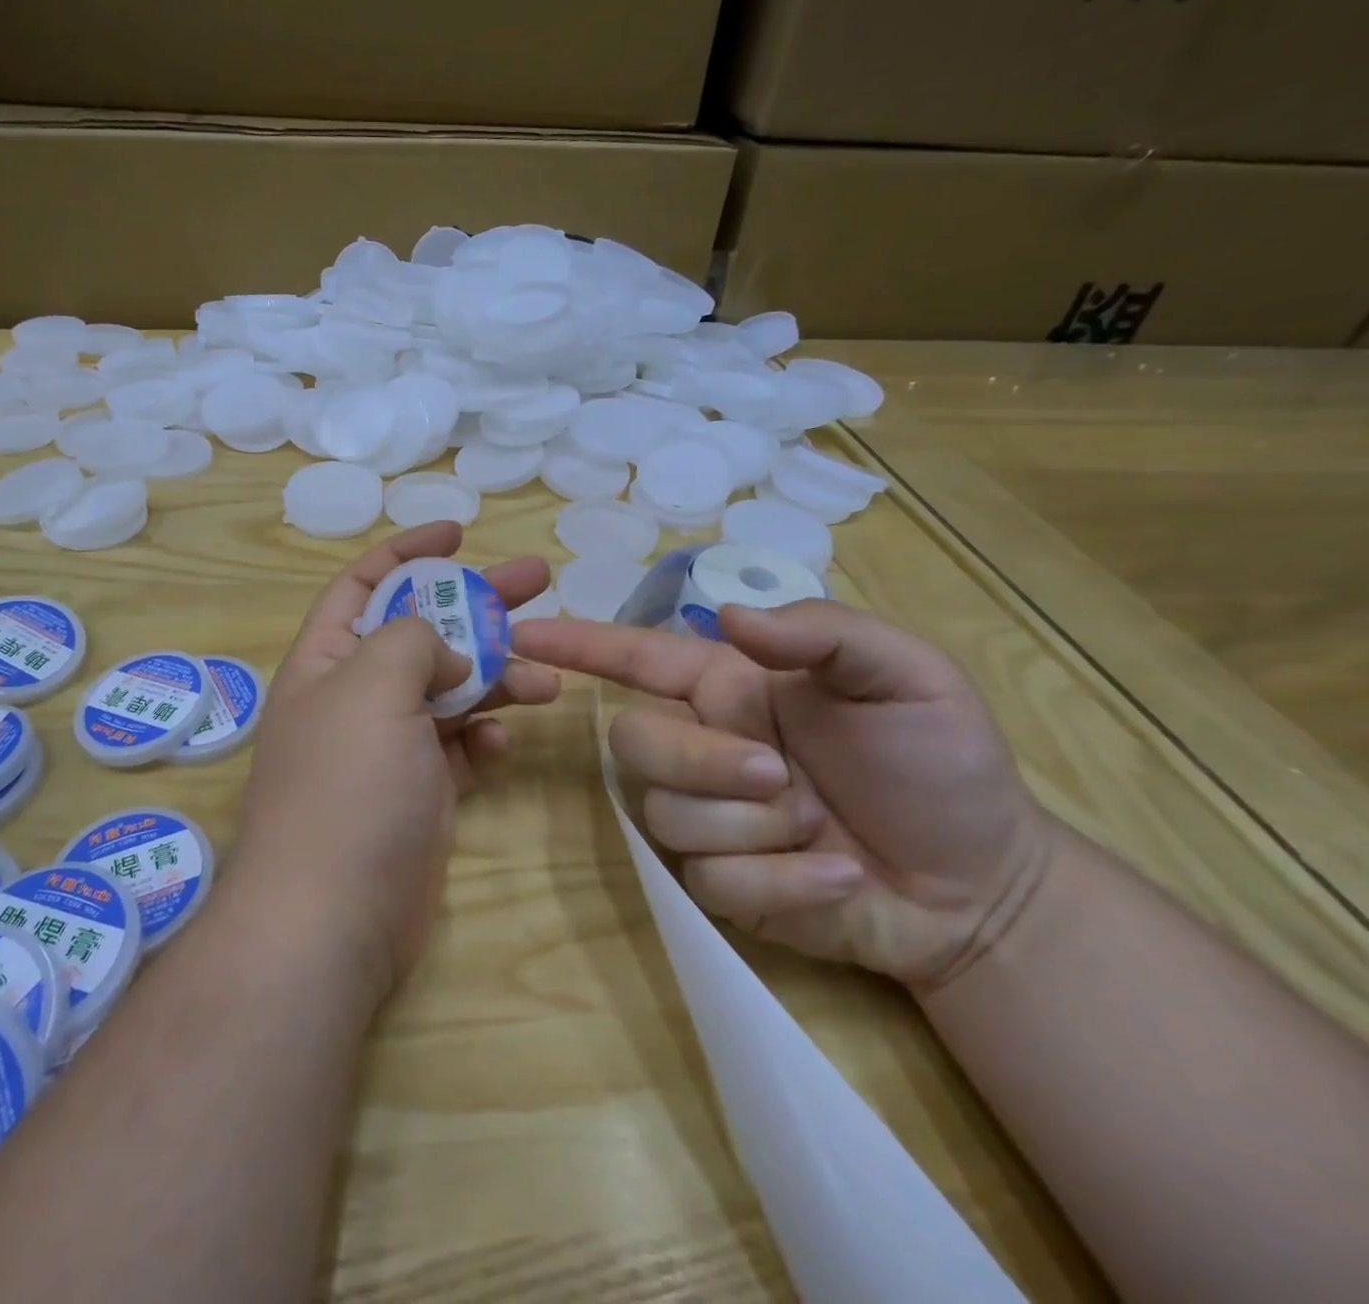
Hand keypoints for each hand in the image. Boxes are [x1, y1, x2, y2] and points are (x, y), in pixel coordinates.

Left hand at [237, 523, 557, 998]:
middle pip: (423, 630)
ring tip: (546, 679)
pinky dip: (484, 740)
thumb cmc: (347, 785)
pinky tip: (501, 745)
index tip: (460, 530)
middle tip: (539, 579)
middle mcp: (355, 697)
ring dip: (497, 677)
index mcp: (327, 660)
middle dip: (478, 604)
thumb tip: (446, 655)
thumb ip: (413, 640)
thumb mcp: (372, 685)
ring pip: (452, 690)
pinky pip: (460, 749)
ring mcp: (390, 747)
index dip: (408, 551)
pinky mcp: (421, 792)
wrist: (333, 917)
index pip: (363, 583)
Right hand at [514, 600, 1053, 988]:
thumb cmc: (942, 765)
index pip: (635, 658)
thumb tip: (729, 617)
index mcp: (731, 688)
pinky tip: (838, 879)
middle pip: (634, 743)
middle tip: (783, 777)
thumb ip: (822, 631)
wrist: (985, 889)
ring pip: (666, 815)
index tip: (522, 635)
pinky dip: (783, 884)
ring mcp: (706, 818)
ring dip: (754, 827)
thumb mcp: (908, 676)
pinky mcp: (719, 886)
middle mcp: (702, 745)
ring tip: (825, 831)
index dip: (578, 643)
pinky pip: (710, 881)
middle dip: (702, 763)